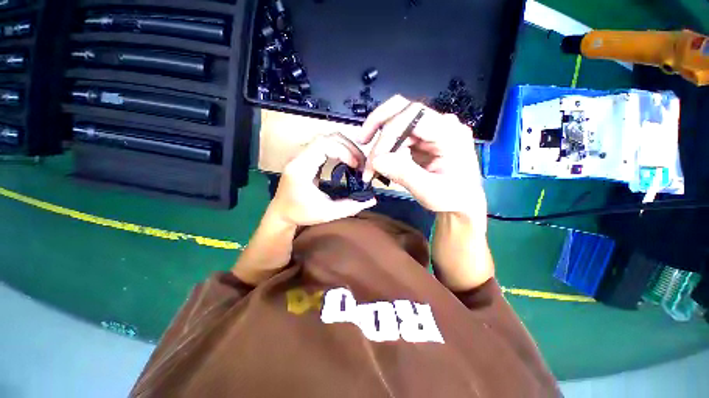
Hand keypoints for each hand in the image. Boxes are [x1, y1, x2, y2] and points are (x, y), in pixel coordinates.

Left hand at [269, 132, 376, 226]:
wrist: (281, 212)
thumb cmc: (300, 213)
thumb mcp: (327, 213)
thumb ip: (350, 206)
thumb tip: (372, 200)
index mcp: (300, 168)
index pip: (324, 145)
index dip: (345, 152)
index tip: (357, 166)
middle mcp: (299, 156)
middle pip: (328, 137)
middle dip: (349, 147)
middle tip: (361, 163)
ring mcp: (302, 154)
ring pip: (327, 138)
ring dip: (346, 147)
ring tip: (357, 162)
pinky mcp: (306, 156)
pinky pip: (326, 145)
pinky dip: (340, 150)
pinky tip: (347, 161)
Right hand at [358, 95, 485, 218]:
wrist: (462, 203)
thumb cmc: (452, 198)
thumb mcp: (429, 190)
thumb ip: (404, 173)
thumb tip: (376, 160)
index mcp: (450, 133)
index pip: (413, 115)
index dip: (389, 131)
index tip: (375, 158)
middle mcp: (442, 125)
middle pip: (404, 111)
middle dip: (378, 125)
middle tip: (362, 140)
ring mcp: (432, 131)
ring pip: (398, 123)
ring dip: (381, 142)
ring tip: (371, 165)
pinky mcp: (424, 139)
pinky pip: (400, 136)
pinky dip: (386, 148)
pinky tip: (380, 162)